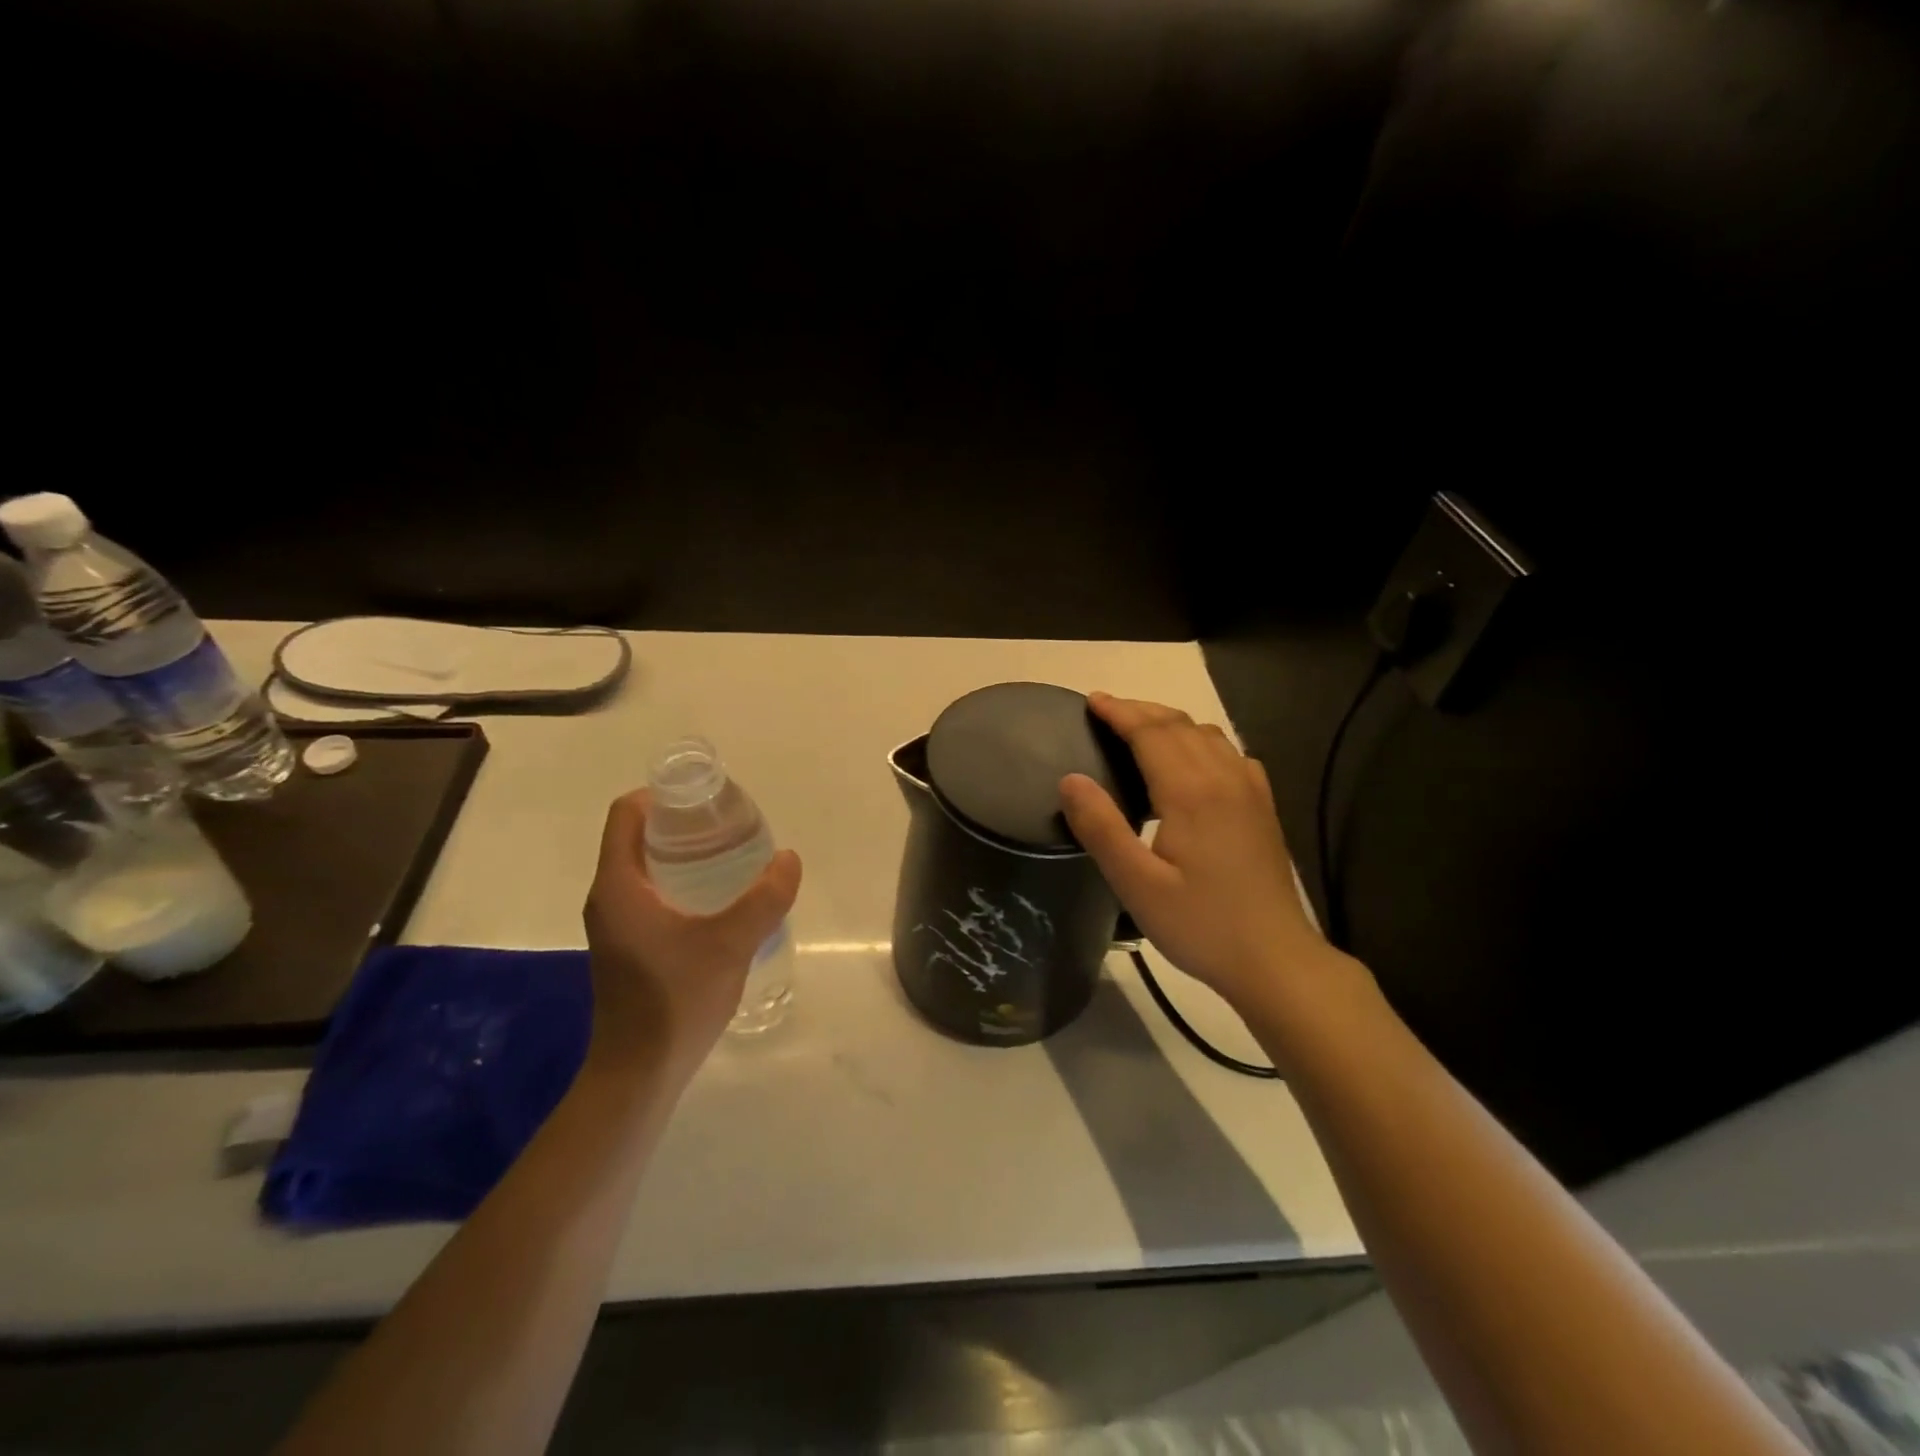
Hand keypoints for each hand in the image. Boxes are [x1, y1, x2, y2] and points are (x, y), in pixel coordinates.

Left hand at [582, 789, 801, 1083]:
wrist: (639, 1074)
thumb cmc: (676, 1000)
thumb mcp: (730, 943)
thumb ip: (765, 898)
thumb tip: (789, 858)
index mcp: (619, 886)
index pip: (626, 815)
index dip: (661, 795)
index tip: (704, 798)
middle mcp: (608, 898)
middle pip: (635, 837)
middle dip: (679, 822)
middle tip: (728, 824)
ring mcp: (614, 925)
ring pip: (642, 867)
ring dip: (680, 853)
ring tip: (729, 854)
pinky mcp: (625, 946)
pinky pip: (647, 893)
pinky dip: (677, 881)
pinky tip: (716, 899)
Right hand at [1059, 693, 1330, 1013]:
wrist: (1275, 960)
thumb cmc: (1200, 924)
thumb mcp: (1137, 884)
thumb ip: (1101, 828)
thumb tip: (1069, 778)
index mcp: (1190, 792)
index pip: (1150, 732)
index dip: (1119, 712)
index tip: (1091, 700)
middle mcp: (1223, 778)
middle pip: (1179, 725)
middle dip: (1141, 710)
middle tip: (1107, 709)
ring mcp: (1249, 791)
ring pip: (1208, 735)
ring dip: (1171, 722)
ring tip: (1142, 727)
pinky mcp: (1263, 808)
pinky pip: (1231, 754)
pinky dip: (1203, 741)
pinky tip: (1197, 760)